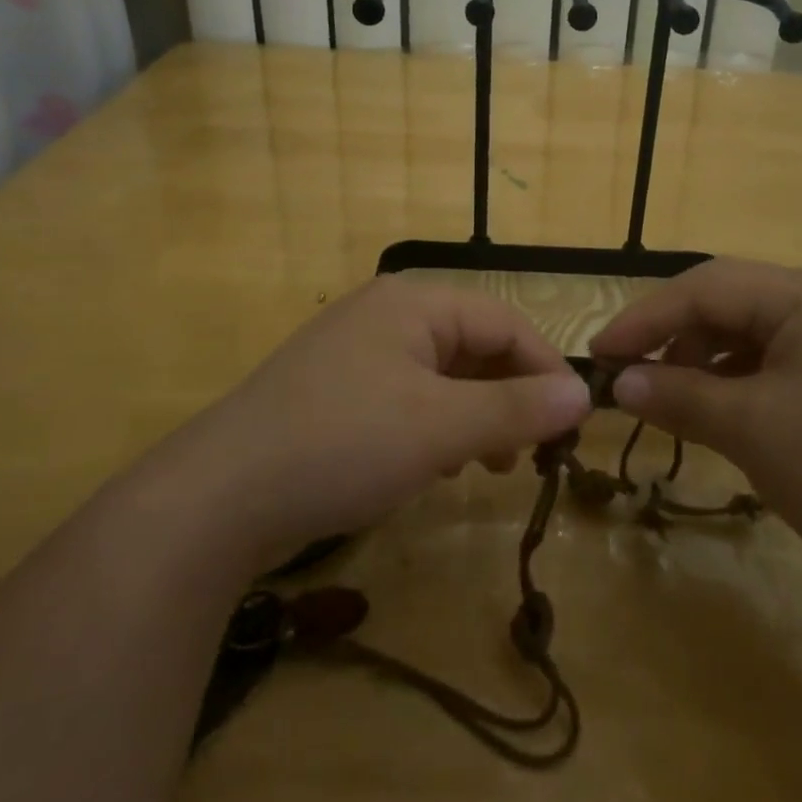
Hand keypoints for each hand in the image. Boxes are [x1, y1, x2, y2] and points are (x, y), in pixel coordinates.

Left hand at [183, 277, 590, 573]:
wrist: (218, 498)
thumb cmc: (343, 444)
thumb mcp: (441, 427)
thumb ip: (516, 408)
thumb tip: (583, 395)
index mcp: (415, 303)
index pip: (506, 322)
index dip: (545, 370)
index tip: (573, 425)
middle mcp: (387, 315)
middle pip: (474, 345)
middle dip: (509, 397)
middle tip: (529, 454)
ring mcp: (357, 353)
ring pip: (443, 375)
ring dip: (476, 415)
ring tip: (487, 465)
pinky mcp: (337, 391)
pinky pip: (408, 397)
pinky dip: (436, 426)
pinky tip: (436, 466)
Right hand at [591, 258, 801, 590]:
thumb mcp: (752, 430)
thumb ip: (679, 397)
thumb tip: (619, 384)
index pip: (704, 287)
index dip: (644, 319)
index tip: (597, 355)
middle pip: (729, 303)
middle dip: (674, 338)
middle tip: (631, 380)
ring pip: (753, 335)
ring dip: (705, 363)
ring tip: (674, 403)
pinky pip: (780, 364)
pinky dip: (740, 384)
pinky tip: (724, 416)